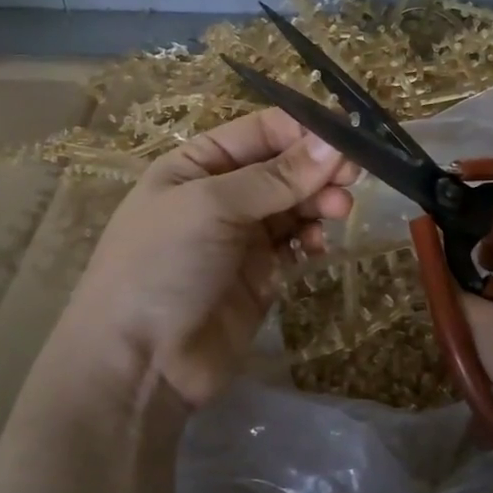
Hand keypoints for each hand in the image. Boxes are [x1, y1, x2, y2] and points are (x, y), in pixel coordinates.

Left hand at [55, 109, 356, 407]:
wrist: (140, 362)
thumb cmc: (162, 265)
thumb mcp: (212, 206)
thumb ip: (275, 176)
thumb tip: (332, 142)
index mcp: (197, 164)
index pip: (261, 130)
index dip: (304, 130)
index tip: (348, 137)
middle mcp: (221, 194)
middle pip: (284, 167)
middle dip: (317, 168)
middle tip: (352, 178)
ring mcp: (242, 236)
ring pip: (294, 205)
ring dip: (319, 202)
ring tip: (337, 212)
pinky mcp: (261, 275)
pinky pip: (295, 243)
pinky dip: (311, 238)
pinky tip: (317, 245)